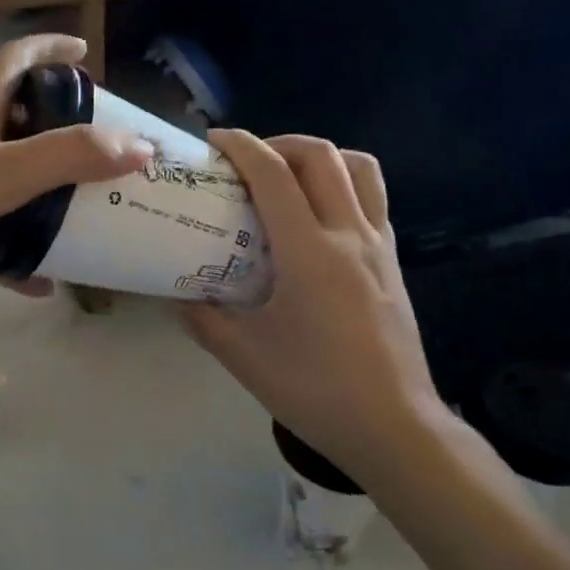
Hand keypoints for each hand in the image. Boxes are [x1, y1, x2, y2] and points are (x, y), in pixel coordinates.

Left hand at [0, 34, 150, 294]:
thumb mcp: (4, 169)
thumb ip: (71, 157)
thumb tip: (141, 148)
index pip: (15, 61)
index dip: (48, 49)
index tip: (82, 50)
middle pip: (16, 125)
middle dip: (58, 133)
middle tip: (100, 154)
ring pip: (4, 186)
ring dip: (41, 201)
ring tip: (84, 218)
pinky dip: (12, 258)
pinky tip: (42, 283)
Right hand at [179, 132, 447, 486]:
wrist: (394, 426)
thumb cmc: (316, 391)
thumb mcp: (244, 356)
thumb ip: (203, 318)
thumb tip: (176, 294)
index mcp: (310, 252)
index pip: (274, 174)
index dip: (242, 146)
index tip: (214, 142)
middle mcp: (350, 235)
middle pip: (322, 156)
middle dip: (279, 143)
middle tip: (248, 162)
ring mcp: (379, 246)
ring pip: (360, 169)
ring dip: (321, 158)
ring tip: (290, 179)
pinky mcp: (393, 263)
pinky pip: (373, 201)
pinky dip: (344, 188)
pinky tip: (319, 222)